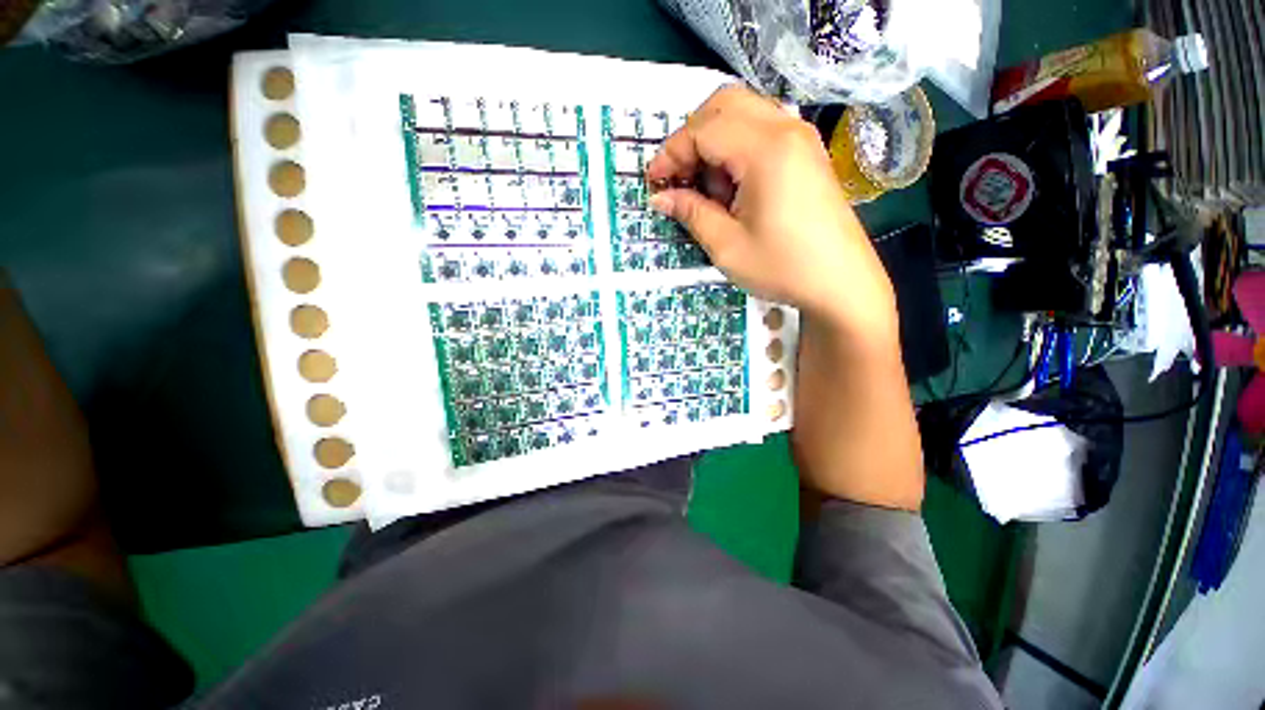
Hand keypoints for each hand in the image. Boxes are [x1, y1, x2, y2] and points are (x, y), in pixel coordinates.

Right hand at [646, 85, 896, 342]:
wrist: (841, 283)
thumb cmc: (783, 267)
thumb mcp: (727, 246)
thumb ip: (691, 213)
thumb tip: (660, 197)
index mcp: (765, 150)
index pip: (704, 129)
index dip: (671, 153)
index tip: (653, 183)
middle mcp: (785, 129)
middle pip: (724, 104)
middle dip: (691, 138)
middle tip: (679, 179)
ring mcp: (800, 138)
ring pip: (743, 112)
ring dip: (714, 141)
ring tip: (707, 189)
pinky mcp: (806, 153)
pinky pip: (762, 130)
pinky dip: (736, 147)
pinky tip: (732, 187)